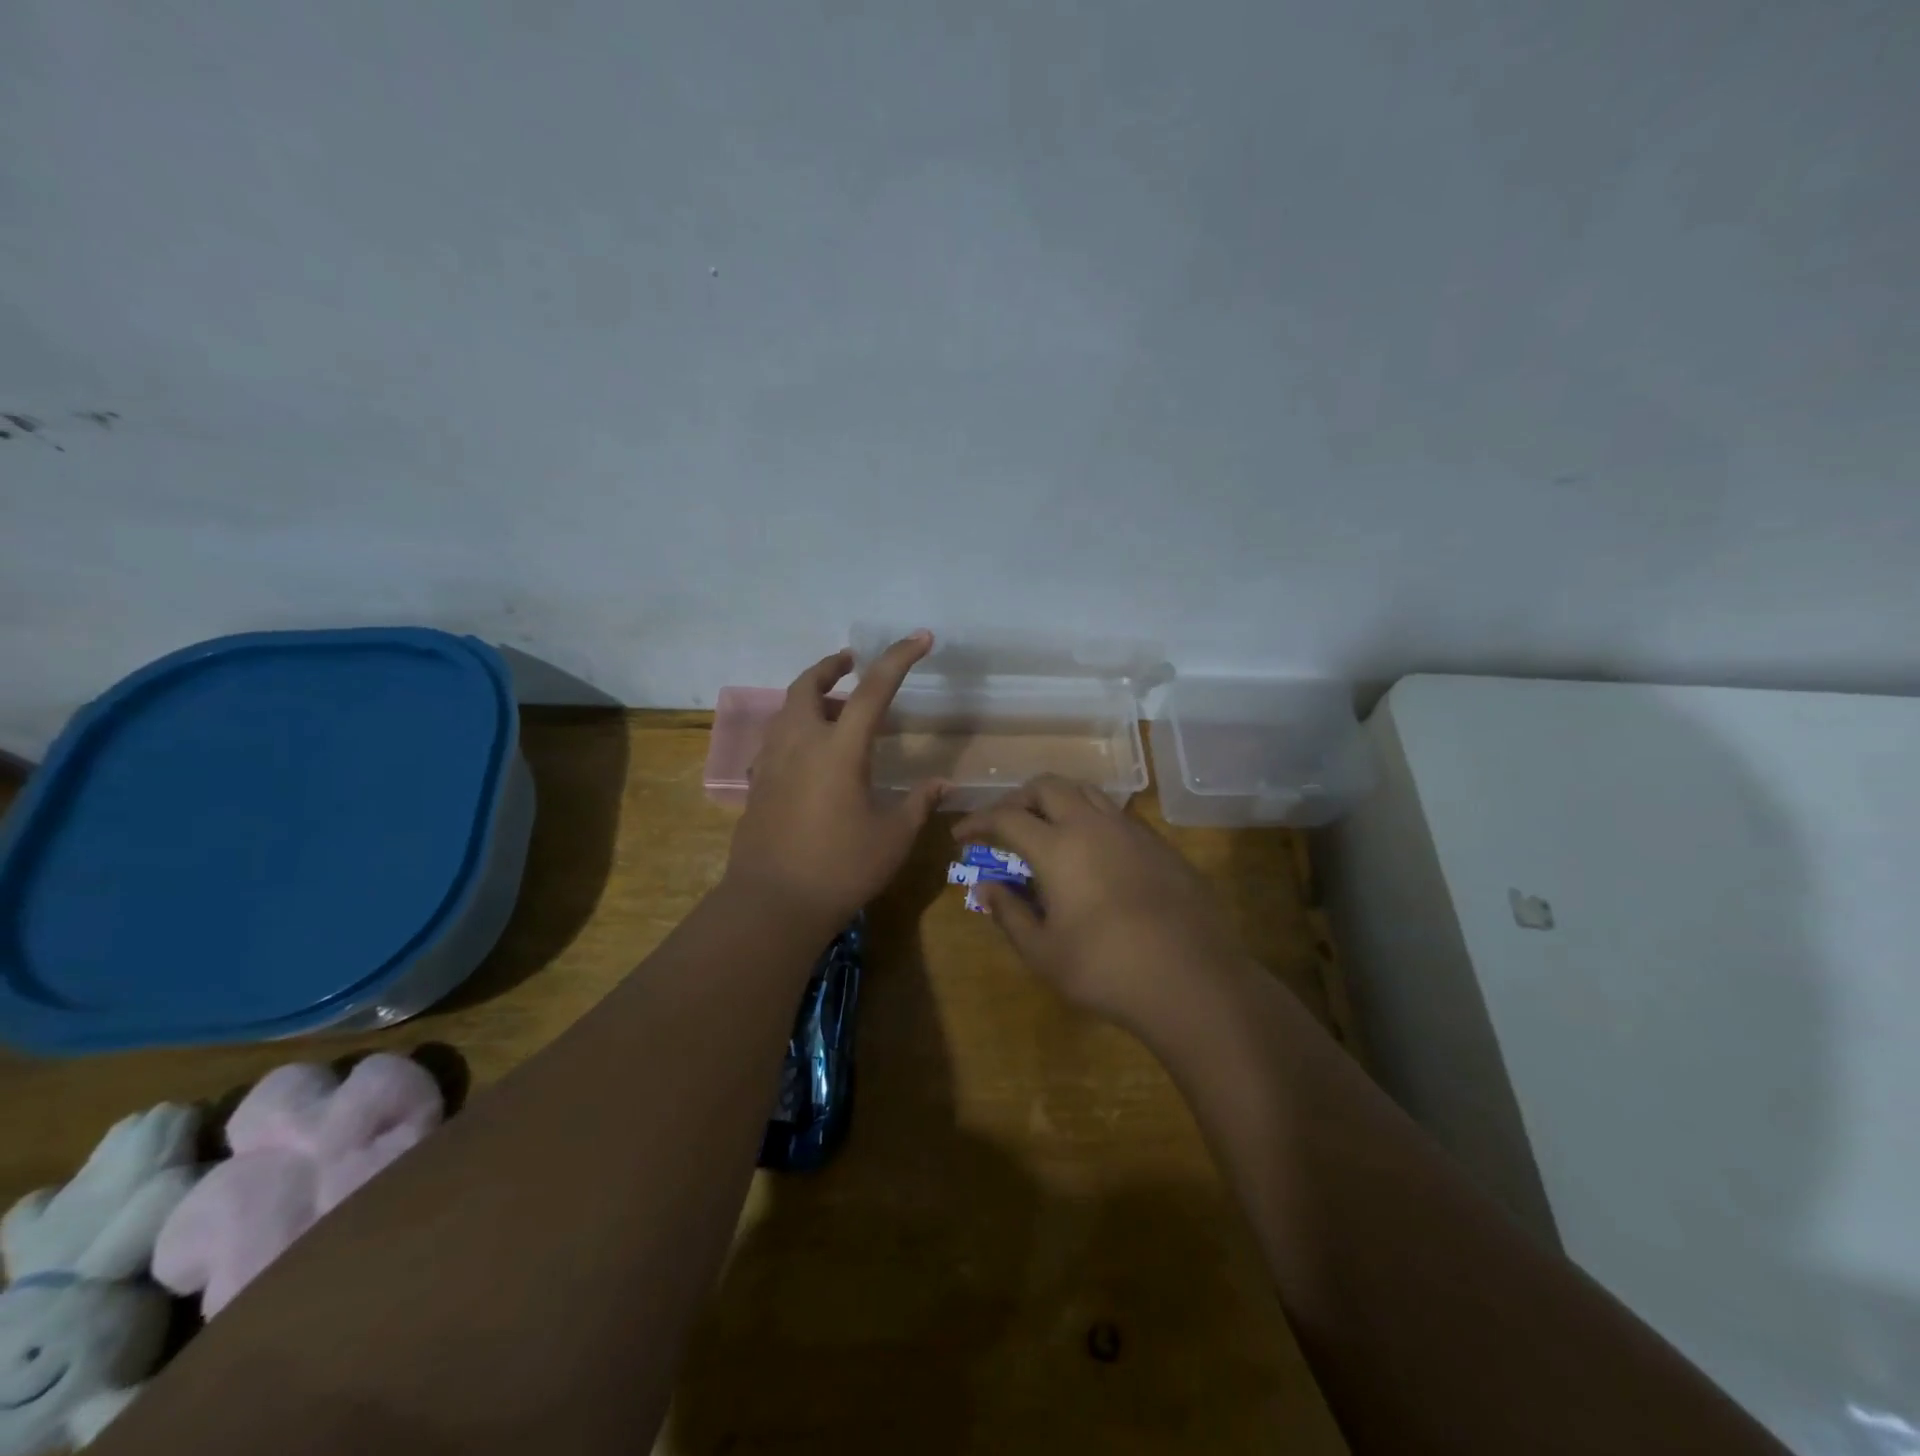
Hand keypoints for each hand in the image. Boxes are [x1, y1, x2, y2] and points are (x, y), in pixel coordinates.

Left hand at [723, 632, 943, 928]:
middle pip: (808, 685)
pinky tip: (813, 754)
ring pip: (787, 710)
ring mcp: (773, 762)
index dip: (899, 658)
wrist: (771, 903)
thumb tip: (942, 784)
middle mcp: (801, 743)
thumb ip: (918, 803)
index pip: (873, 689)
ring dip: (812, 696)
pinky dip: (797, 727)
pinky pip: (777, 738)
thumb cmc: (840, 868)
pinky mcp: (759, 784)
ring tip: (837, 709)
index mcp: (839, 749)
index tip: (920, 638)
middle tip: (851, 663)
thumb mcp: (892, 837)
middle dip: (831, 666)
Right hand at [953, 775, 1246, 1031]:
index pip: (1006, 817)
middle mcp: (1092, 825)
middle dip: (1018, 798)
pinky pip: (1116, 813)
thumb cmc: (1106, 969)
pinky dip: (1090, 817)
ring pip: (1086, 791)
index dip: (979, 820)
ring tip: (1046, 827)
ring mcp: (1131, 830)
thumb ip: (1010, 913)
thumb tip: (985, 886)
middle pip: (1047, 786)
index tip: (962, 833)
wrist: (1193, 978)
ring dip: (1057, 799)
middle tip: (1004, 823)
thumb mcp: (1044, 952)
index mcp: (1058, 846)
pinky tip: (1092, 851)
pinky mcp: (1160, 844)